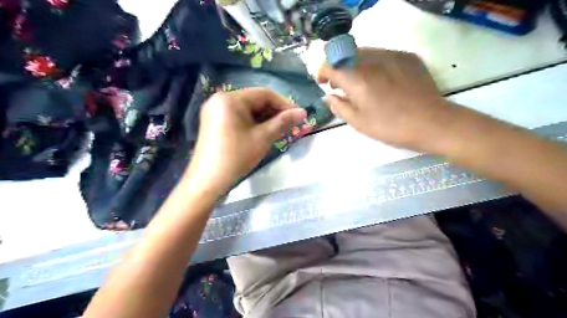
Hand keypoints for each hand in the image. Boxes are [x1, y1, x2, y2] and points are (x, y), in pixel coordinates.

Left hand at [185, 88, 308, 195]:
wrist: (208, 181)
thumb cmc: (236, 157)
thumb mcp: (263, 138)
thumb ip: (283, 121)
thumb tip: (303, 112)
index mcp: (230, 99)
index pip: (264, 94)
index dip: (284, 104)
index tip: (299, 115)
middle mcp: (220, 99)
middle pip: (255, 100)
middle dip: (274, 112)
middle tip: (290, 124)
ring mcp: (215, 110)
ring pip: (247, 109)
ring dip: (265, 118)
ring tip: (280, 129)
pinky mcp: (214, 121)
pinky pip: (238, 116)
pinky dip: (252, 122)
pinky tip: (263, 132)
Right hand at [319, 47, 451, 149]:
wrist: (431, 122)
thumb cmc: (390, 126)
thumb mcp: (358, 122)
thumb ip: (339, 107)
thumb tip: (328, 96)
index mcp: (357, 79)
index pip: (331, 65)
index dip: (322, 72)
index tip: (323, 82)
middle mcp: (372, 61)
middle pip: (346, 56)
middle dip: (338, 68)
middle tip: (340, 86)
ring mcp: (391, 55)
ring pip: (364, 53)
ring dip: (355, 65)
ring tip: (360, 83)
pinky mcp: (407, 57)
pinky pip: (382, 55)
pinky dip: (373, 64)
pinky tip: (381, 80)